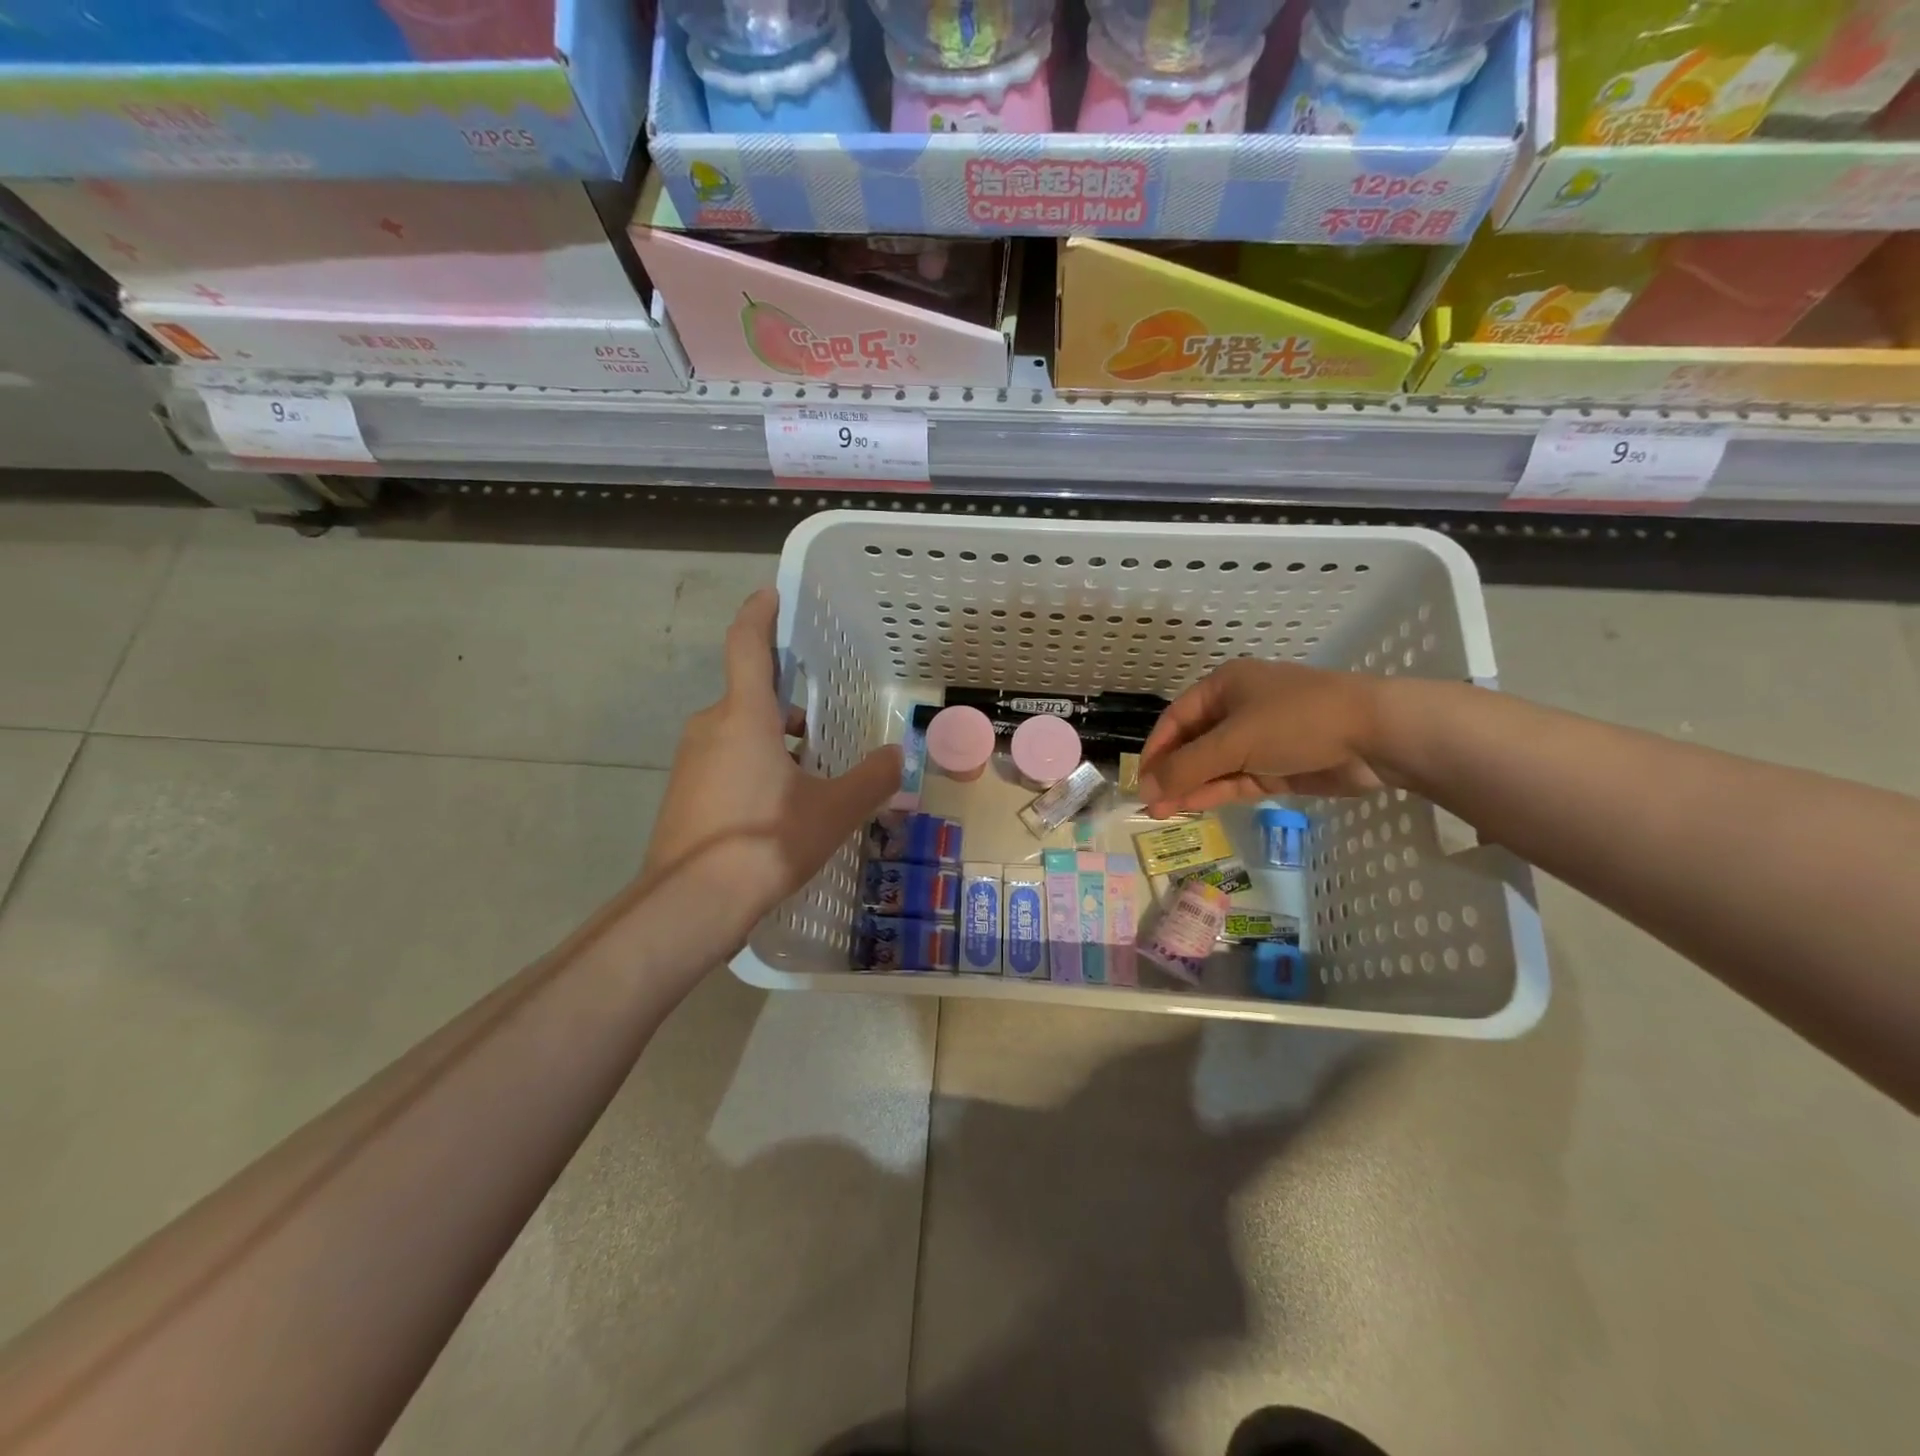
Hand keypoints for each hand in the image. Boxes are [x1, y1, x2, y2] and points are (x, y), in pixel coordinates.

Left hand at [643, 589, 901, 948]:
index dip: (760, 614)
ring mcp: (692, 762)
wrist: (689, 905)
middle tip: (826, 723)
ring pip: (739, 732)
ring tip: (814, 773)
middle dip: (788, 703)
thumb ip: (871, 779)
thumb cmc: (766, 842)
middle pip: (751, 696)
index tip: (771, 594)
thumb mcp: (833, 811)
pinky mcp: (684, 795)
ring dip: (775, 740)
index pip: (747, 645)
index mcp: (744, 716)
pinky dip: (755, 766)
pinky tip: (781, 806)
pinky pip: (726, 762)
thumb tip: (898, 756)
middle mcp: (711, 727)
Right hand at [1137, 658, 1389, 818]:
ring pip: (1213, 766)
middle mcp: (1237, 710)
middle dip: (1171, 773)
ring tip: (1162, 812)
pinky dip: (1214, 793)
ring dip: (1189, 787)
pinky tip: (1191, 807)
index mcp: (1224, 687)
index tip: (1140, 780)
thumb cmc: (1296, 721)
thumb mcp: (1234, 741)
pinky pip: (1235, 780)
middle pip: (1193, 744)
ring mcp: (1258, 740)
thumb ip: (1187, 767)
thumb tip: (1145, 788)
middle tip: (1149, 802)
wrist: (1376, 735)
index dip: (1156, 749)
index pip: (1176, 719)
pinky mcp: (1276, 767)